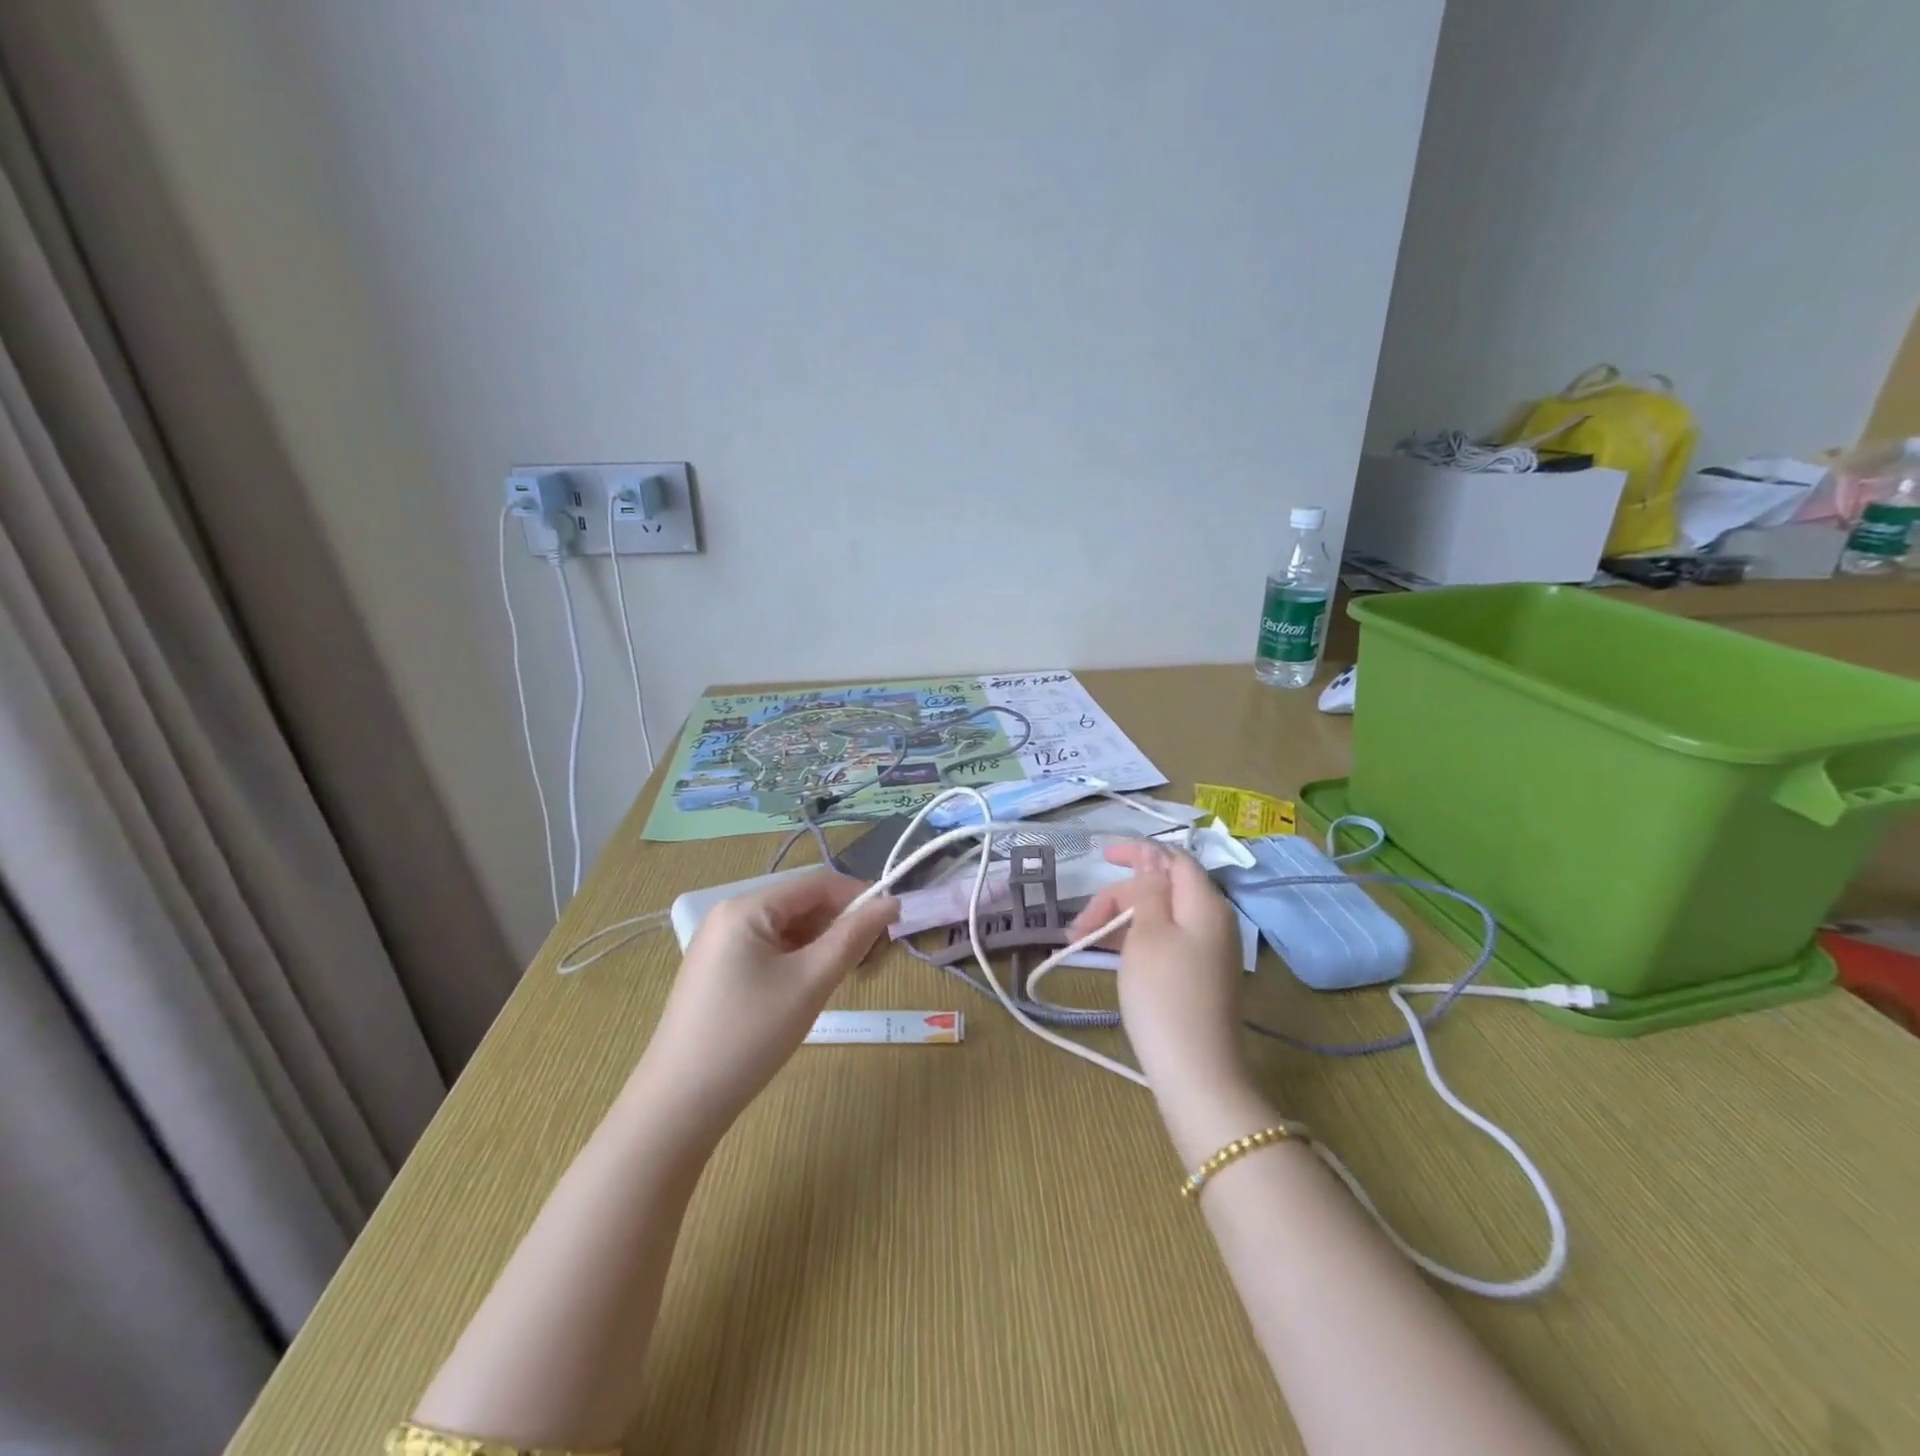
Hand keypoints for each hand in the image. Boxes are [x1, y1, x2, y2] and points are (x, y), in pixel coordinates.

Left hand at [632, 871, 898, 1136]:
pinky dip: (797, 960)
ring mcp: (719, 944)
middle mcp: (729, 914)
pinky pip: (768, 950)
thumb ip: (853, 937)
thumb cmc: (750, 1035)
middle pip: (800, 903)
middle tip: (870, 960)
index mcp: (746, 907)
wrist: (678, 1105)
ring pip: (786, 929)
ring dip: (820, 944)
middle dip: (839, 924)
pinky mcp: (716, 971)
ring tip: (843, 977)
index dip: (858, 896)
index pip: (816, 883)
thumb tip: (891, 902)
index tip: (892, 922)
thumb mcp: (810, 982)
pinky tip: (808, 989)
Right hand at [1068, 841, 1266, 1157]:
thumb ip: (1149, 890)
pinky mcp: (1198, 976)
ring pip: (1158, 916)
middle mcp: (1212, 921)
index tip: (1102, 858)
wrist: (1196, 1073)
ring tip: (1080, 942)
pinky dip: (1133, 940)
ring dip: (1119, 920)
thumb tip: (1152, 859)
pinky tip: (1104, 954)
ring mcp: (1207, 951)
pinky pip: (1163, 941)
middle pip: (1161, 889)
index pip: (1173, 858)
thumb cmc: (1165, 995)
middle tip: (1079, 925)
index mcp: (1205, 904)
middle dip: (1118, 897)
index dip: (1139, 852)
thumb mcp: (1148, 933)